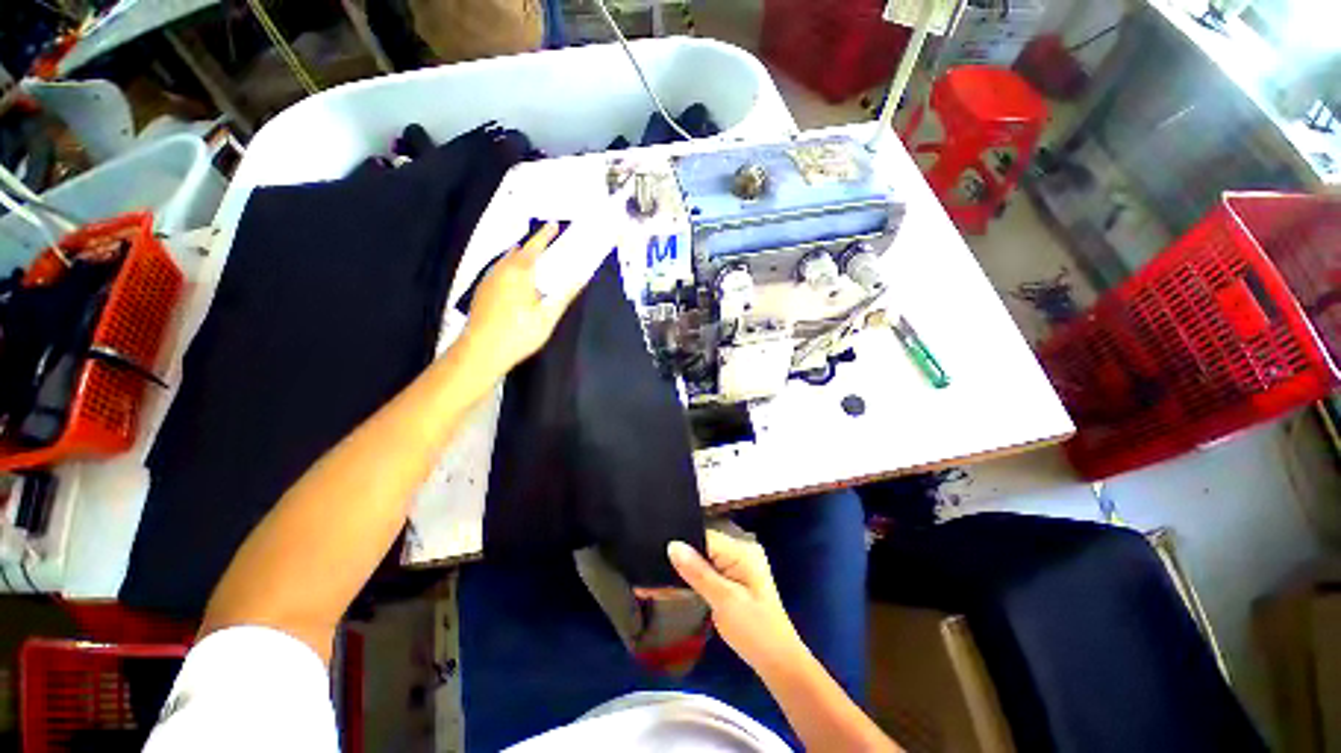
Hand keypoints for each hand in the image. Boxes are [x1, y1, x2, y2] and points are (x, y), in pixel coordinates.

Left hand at [455, 222, 582, 380]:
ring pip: (505, 261)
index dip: (545, 235)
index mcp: (519, 274)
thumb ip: (564, 295)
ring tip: (533, 262)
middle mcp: (501, 271)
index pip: (534, 248)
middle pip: (518, 252)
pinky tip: (515, 282)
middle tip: (547, 247)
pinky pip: (499, 271)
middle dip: (532, 246)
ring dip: (520, 258)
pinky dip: (510, 269)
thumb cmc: (518, 334)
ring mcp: (488, 281)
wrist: (481, 352)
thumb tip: (581, 278)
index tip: (554, 225)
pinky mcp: (482, 292)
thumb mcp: (547, 317)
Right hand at [666, 530, 806, 673]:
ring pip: (704, 560)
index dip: (681, 543)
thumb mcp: (723, 600)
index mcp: (741, 551)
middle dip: (680, 557)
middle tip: (651, 567)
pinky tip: (674, 585)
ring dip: (685, 570)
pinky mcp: (734, 580)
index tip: (653, 552)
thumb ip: (697, 571)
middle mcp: (740, 552)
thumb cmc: (754, 630)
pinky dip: (695, 579)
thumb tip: (672, 545)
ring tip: (657, 577)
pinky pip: (709, 572)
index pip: (704, 537)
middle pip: (703, 546)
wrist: (779, 663)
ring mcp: (738, 566)